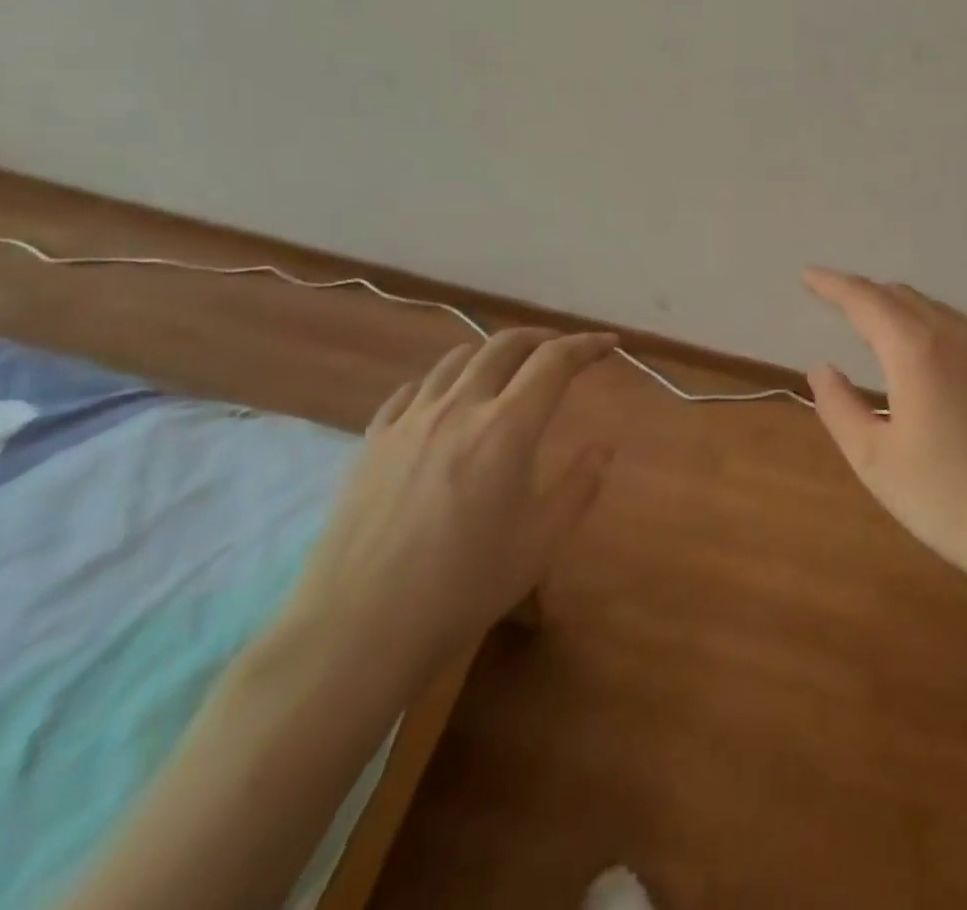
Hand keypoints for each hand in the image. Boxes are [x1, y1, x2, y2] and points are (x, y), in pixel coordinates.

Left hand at [274, 329, 616, 700]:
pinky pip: (411, 390)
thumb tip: (603, 447)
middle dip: (541, 337)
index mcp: (506, 428)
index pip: (555, 361)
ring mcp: (409, 421)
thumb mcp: (540, 542)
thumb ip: (580, 485)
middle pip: (504, 345)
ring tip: (506, 371)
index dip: (587, 345)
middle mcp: (459, 407)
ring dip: (491, 353)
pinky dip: (441, 382)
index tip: (609, 343)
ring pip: (456, 359)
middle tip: (562, 349)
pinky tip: (443, 402)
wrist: (357, 630)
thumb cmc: (463, 586)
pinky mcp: (372, 441)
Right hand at [802, 268, 966, 590]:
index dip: (833, 285)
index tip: (808, 275)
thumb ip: (839, 407)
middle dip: (864, 292)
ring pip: (935, 309)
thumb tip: (822, 368)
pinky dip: (927, 323)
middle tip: (833, 298)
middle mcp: (955, 341)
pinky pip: (959, 330)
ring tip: (874, 317)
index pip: (866, 301)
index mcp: (917, 353)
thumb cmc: (945, 498)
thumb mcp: (874, 459)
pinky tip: (925, 351)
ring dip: (898, 304)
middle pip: (902, 297)